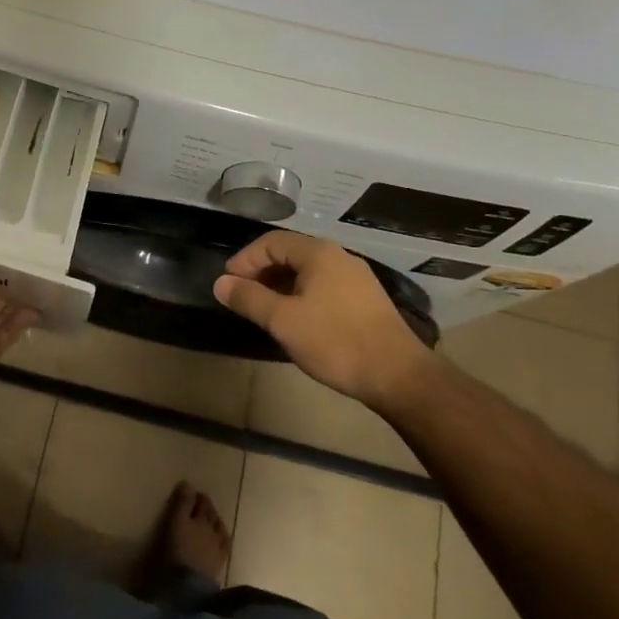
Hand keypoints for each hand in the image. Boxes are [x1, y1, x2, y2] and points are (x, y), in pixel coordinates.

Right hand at [214, 231, 434, 407]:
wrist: (398, 375)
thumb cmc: (335, 341)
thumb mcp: (283, 320)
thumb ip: (249, 298)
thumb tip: (220, 283)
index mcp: (318, 253)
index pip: (270, 242)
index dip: (244, 260)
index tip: (227, 285)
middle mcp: (338, 257)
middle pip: (289, 254)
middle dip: (260, 272)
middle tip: (241, 297)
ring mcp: (356, 278)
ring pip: (307, 272)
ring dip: (280, 286)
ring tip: (264, 311)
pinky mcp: (366, 300)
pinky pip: (323, 287)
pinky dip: (301, 295)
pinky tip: (296, 320)